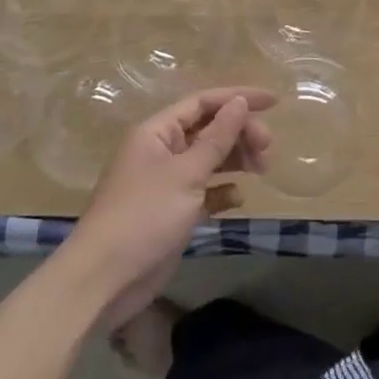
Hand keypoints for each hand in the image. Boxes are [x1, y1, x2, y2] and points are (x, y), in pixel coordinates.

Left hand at [68, 87, 274, 322]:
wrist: (104, 280)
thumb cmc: (144, 216)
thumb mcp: (186, 173)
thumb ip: (217, 137)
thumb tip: (240, 102)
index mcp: (157, 132)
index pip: (203, 102)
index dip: (238, 98)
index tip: (274, 102)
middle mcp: (161, 151)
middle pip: (209, 129)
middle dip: (240, 133)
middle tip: (267, 149)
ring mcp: (166, 182)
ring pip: (209, 158)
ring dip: (236, 159)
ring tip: (262, 168)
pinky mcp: (172, 212)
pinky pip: (204, 190)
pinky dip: (222, 190)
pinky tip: (237, 198)